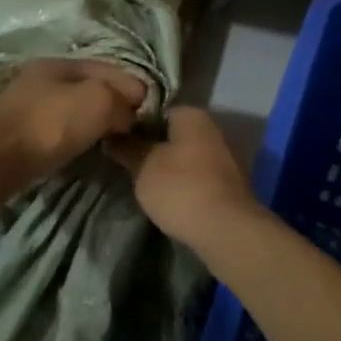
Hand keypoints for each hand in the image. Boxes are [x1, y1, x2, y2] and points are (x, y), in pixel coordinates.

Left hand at [0, 58, 147, 198]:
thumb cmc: (48, 125)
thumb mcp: (97, 102)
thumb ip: (121, 100)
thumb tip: (129, 112)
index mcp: (60, 63)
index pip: (108, 68)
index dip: (133, 87)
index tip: (150, 111)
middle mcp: (42, 79)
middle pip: (89, 87)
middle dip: (114, 103)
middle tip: (134, 126)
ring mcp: (27, 106)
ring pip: (73, 108)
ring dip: (95, 120)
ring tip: (113, 139)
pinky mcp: (19, 134)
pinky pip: (58, 128)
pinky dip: (75, 135)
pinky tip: (83, 147)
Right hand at [106, 106, 257, 247]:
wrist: (226, 230)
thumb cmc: (181, 188)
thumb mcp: (143, 166)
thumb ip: (127, 148)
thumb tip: (112, 136)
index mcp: (192, 115)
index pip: (156, 110)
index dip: (134, 124)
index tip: (117, 139)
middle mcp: (212, 129)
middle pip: (173, 133)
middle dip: (152, 146)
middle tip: (127, 162)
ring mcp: (224, 157)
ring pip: (185, 156)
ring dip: (168, 166)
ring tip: (143, 182)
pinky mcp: (228, 184)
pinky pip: (197, 176)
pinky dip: (183, 183)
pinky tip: (168, 197)